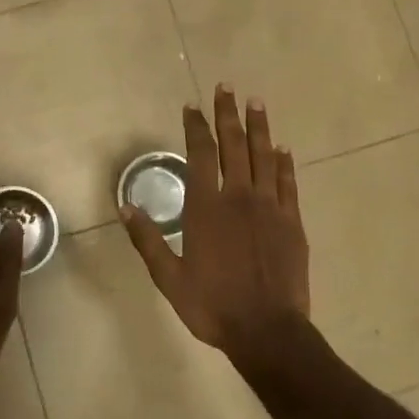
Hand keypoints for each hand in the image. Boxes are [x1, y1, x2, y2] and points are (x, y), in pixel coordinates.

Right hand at [121, 86, 310, 357]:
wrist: (267, 330)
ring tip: (256, 102)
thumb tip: (126, 206)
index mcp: (206, 207)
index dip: (196, 126)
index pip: (200, 154)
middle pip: (234, 145)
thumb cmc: (212, 305)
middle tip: (227, 87)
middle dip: (228, 114)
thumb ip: (148, 239)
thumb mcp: (169, 278)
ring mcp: (270, 207)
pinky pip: (287, 183)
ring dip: (259, 127)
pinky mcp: (292, 222)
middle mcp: (239, 197)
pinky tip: (282, 148)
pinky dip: (284, 163)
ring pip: (264, 156)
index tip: (192, 105)